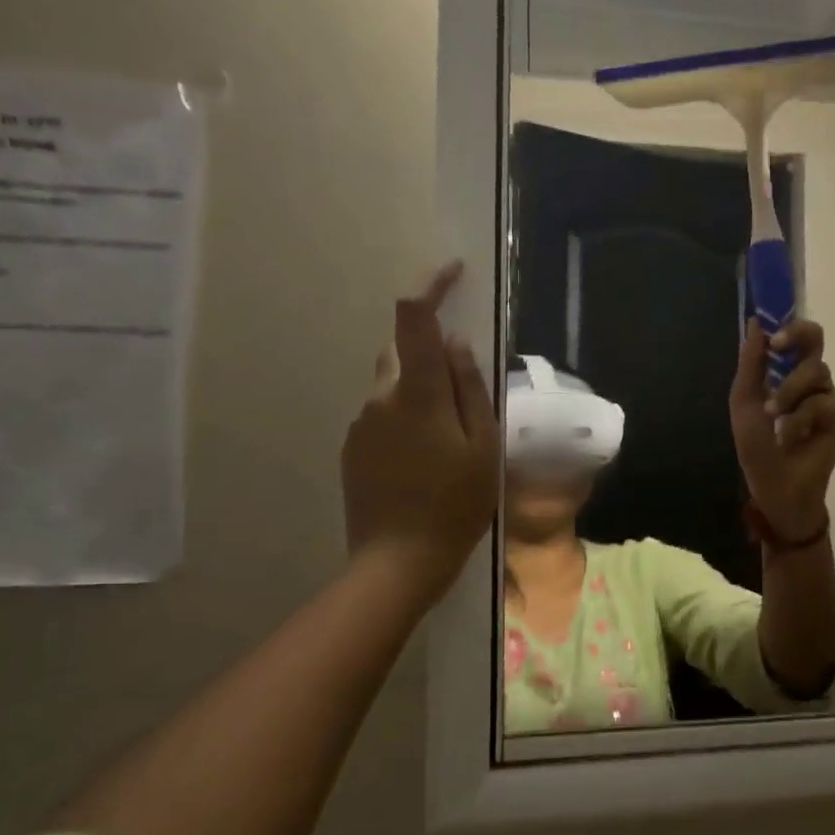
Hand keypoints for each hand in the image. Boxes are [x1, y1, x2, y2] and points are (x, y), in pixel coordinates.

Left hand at [342, 262, 499, 609]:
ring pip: (394, 388)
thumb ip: (470, 388)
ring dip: (421, 395)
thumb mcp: (482, 446)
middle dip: (434, 358)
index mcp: (417, 393)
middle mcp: (380, 398)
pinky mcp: (352, 449)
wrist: (397, 562)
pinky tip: (425, 462)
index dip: (431, 286)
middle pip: (404, 354)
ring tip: (450, 442)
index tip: (453, 271)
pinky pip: (383, 417)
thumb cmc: (455, 504)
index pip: (414, 319)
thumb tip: (457, 343)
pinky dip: (406, 421)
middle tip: (467, 399)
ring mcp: (361, 424)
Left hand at [729, 318, 834, 540]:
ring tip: (773, 415)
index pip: (793, 335)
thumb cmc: (757, 445)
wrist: (775, 485)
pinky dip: (801, 418)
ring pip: (816, 370)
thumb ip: (751, 363)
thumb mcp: (745, 401)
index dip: (785, 325)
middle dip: (797, 336)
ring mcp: (825, 394)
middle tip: (778, 347)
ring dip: (789, 391)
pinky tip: (790, 436)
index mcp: (783, 370)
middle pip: (816, 338)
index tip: (770, 333)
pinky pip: (824, 402)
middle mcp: (807, 376)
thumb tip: (755, 321)